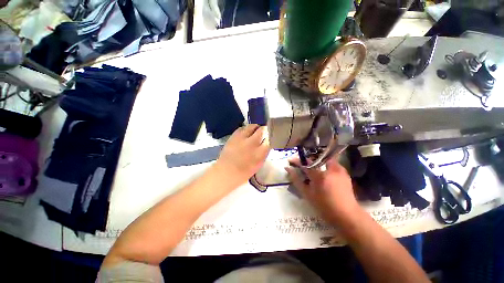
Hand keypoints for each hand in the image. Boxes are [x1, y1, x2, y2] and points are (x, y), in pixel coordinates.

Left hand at [216, 124, 269, 185]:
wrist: (226, 172)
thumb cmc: (244, 172)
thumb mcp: (258, 164)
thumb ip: (263, 153)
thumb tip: (266, 144)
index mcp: (260, 153)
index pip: (270, 139)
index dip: (270, 137)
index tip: (270, 137)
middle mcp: (252, 143)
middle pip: (262, 130)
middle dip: (265, 130)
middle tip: (264, 132)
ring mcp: (242, 138)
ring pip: (252, 126)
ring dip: (255, 128)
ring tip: (255, 131)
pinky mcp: (233, 136)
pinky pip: (242, 128)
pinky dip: (245, 129)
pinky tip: (245, 133)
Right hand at [285, 156, 359, 224]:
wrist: (347, 215)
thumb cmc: (324, 206)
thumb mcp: (307, 194)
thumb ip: (297, 180)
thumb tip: (288, 169)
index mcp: (320, 176)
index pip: (305, 163)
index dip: (297, 161)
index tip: (290, 160)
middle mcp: (330, 169)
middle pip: (315, 159)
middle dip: (307, 161)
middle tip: (302, 166)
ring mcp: (339, 170)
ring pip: (324, 160)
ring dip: (317, 163)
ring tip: (313, 171)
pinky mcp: (345, 173)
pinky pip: (332, 165)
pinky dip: (326, 167)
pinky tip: (324, 175)